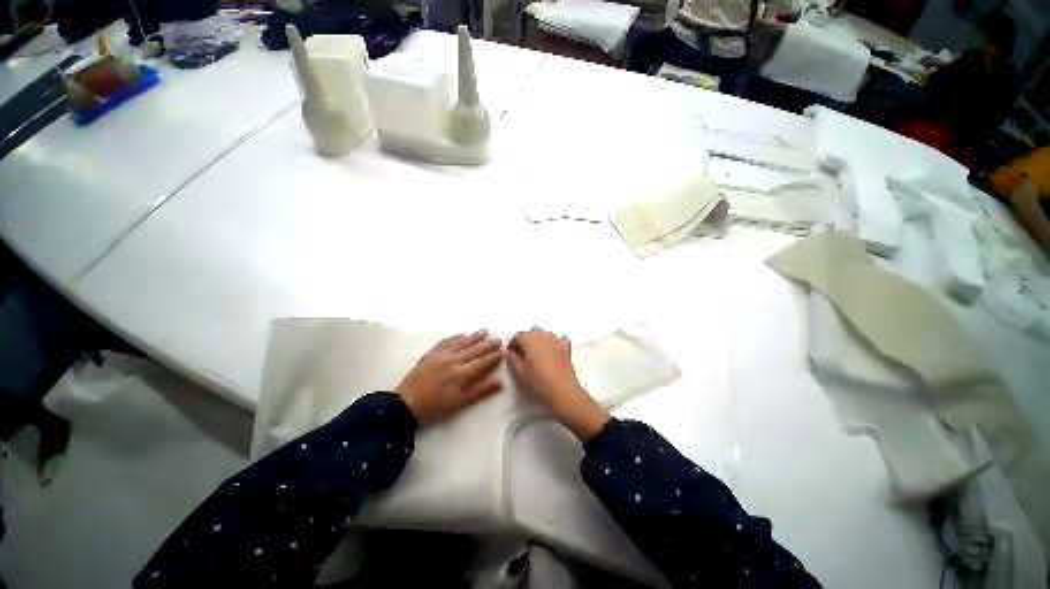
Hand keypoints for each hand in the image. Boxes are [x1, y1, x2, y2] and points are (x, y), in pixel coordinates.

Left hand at [396, 330, 503, 423]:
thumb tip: (500, 382)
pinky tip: (462, 334)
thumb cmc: (435, 406)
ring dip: (474, 336)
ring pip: (461, 342)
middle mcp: (453, 360)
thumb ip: (480, 391)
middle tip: (498, 338)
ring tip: (484, 330)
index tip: (502, 351)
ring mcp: (441, 355)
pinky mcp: (430, 354)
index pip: (482, 362)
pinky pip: (445, 342)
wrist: (406, 404)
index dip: (493, 357)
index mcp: (461, 374)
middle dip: (487, 344)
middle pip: (474, 350)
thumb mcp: (460, 403)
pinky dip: (455, 337)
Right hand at [507, 328, 609, 440]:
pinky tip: (552, 353)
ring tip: (536, 355)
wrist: (563, 390)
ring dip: (538, 341)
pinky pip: (558, 339)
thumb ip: (512, 359)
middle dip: (525, 341)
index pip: (517, 336)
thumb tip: (507, 352)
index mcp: (529, 339)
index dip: (512, 344)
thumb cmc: (538, 381)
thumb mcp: (520, 371)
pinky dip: (553, 343)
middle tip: (522, 355)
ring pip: (544, 334)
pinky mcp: (566, 347)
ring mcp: (556, 339)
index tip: (511, 354)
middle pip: (531, 333)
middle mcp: (543, 335)